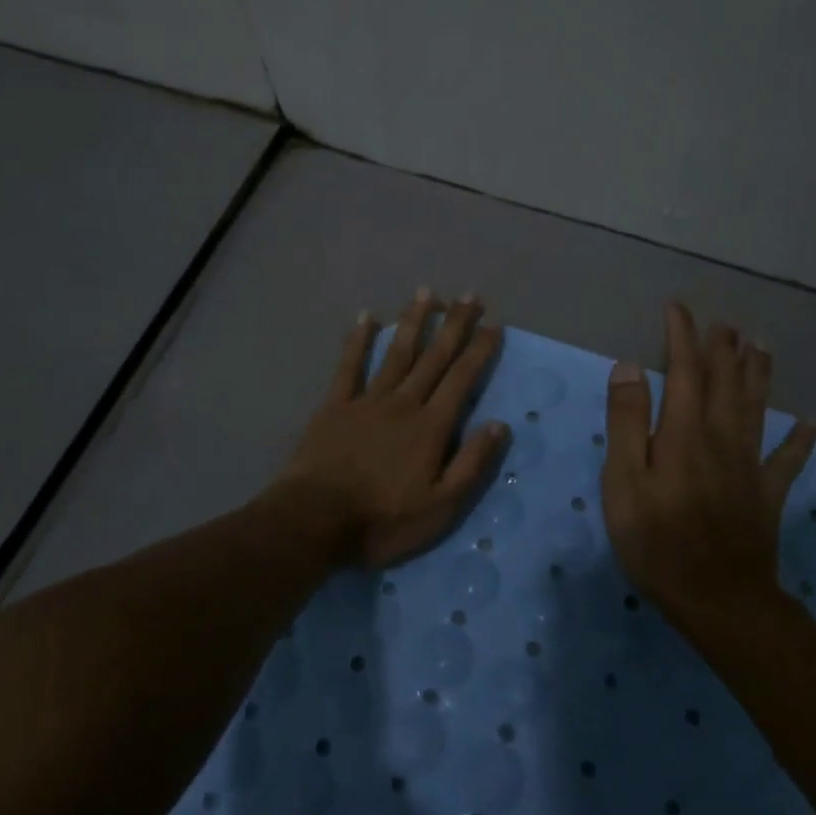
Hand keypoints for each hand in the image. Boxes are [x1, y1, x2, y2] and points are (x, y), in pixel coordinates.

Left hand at [276, 288, 509, 569]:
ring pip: (396, 352)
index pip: (462, 379)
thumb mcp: (441, 506)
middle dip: (454, 324)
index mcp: (430, 426)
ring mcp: (367, 400)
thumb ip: (471, 464)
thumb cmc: (383, 520)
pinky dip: (358, 340)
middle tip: (469, 295)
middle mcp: (403, 402)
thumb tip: (500, 424)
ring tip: (426, 293)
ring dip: (413, 321)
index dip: (480, 350)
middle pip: (433, 357)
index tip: (494, 323)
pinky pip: (349, 365)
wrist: (315, 521)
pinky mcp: (335, 405)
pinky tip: (366, 317)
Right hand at [601, 302, 815, 617]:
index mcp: (684, 432)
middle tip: (724, 322)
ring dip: (759, 375)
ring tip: (762, 346)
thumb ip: (627, 422)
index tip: (678, 308)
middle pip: (725, 383)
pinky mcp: (766, 496)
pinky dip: (800, 440)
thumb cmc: (658, 541)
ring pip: (757, 408)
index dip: (681, 337)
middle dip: (723, 348)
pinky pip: (787, 461)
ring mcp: (749, 467)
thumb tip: (630, 367)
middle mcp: (721, 438)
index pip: (684, 371)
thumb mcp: (623, 481)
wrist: (719, 601)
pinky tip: (812, 424)